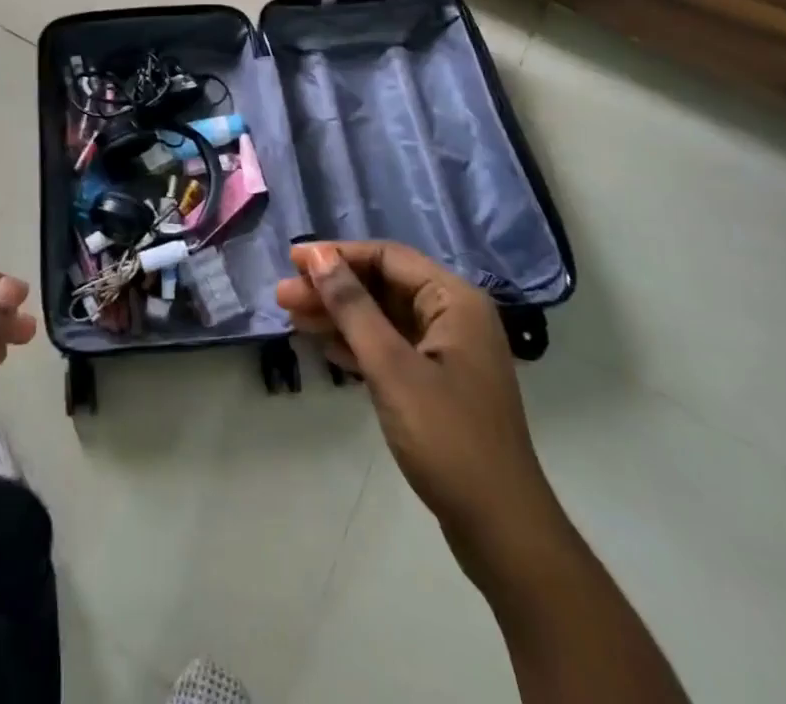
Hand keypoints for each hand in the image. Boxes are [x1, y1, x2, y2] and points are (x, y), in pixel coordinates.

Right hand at [276, 242, 557, 560]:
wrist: (502, 531)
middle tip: (283, 295)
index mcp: (454, 300)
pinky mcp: (439, 383)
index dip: (337, 254)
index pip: (387, 257)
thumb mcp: (391, 367)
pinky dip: (358, 343)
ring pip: (383, 317)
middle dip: (332, 288)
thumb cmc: (448, 438)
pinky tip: (324, 347)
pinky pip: (391, 346)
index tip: (293, 261)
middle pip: (383, 285)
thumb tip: (317, 256)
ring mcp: (448, 351)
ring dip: (339, 315)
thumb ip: (352, 307)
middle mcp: (454, 316)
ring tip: (292, 318)